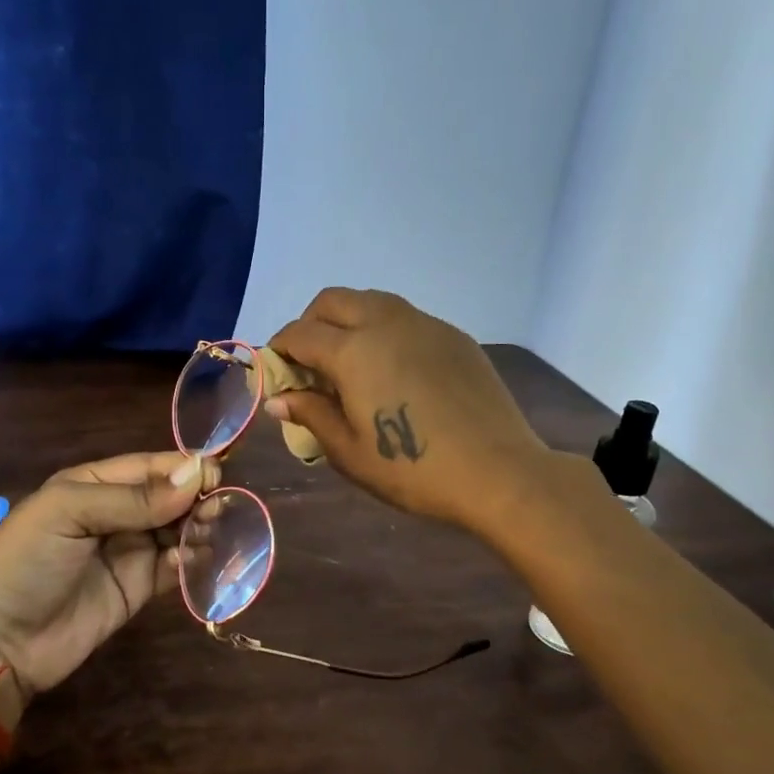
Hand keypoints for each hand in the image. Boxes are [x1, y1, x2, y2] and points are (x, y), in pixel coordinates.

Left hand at [0, 451, 215, 702]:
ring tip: (215, 530)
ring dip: (199, 527)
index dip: (183, 467)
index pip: (148, 467)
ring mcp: (128, 552)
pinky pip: (173, 567)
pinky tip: (197, 560)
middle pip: (168, 497)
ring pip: (177, 530)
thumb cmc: (25, 563)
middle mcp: (114, 513)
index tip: (218, 473)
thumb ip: (133, 498)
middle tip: (222, 506)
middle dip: (197, 497)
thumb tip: (195, 475)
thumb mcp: (69, 514)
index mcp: (93, 485)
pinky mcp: (138, 589)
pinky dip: (191, 561)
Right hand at [267, 288, 548, 529]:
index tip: (276, 375)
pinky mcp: (453, 336)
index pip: (298, 334)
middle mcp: (385, 323)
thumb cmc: (412, 470)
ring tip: (350, 364)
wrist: (497, 472)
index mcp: (352, 351)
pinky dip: (383, 331)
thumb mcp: (349, 452)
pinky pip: (405, 318)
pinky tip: (394, 371)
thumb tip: (278, 399)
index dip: (278, 351)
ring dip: (348, 321)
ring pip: (371, 301)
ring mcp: (424, 324)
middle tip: (309, 364)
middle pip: (332, 301)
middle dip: (310, 324)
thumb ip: (310, 415)